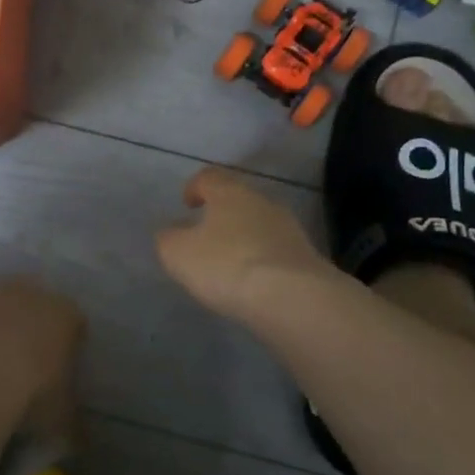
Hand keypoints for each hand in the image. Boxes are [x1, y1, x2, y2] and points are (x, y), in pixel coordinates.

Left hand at [0, 281, 83, 439]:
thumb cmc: (31, 392)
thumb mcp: (61, 420)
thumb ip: (74, 427)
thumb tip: (82, 443)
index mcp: (66, 315)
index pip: (76, 324)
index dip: (71, 346)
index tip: (62, 371)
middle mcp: (31, 295)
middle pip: (36, 308)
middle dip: (33, 332)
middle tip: (27, 366)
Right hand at [156, 168, 331, 325]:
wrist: (292, 297)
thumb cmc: (227, 265)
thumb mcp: (179, 254)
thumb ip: (168, 239)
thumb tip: (171, 233)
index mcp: (230, 193)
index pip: (209, 177)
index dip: (195, 187)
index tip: (187, 204)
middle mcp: (262, 202)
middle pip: (238, 200)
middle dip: (221, 215)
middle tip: (206, 237)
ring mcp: (289, 228)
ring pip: (259, 225)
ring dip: (243, 239)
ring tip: (229, 264)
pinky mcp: (306, 256)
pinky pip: (275, 251)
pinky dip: (261, 261)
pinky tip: (253, 283)